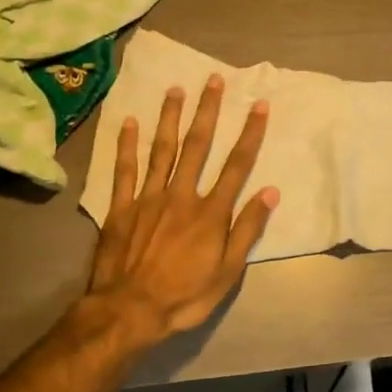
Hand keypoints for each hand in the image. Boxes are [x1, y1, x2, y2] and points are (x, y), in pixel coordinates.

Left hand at [88, 76, 278, 340]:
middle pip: (198, 146)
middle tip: (214, 80)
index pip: (237, 165)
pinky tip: (129, 122)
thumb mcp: (228, 272)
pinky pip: (124, 170)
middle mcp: (182, 195)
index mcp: (211, 212)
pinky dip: (127, 145)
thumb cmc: (185, 296)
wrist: (130, 311)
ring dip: (170, 117)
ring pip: (162, 150)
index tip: (260, 105)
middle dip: (208, 111)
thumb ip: (247, 229)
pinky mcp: (121, 208)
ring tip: (176, 89)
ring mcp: (148, 198)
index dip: (250, 134)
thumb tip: (270, 192)